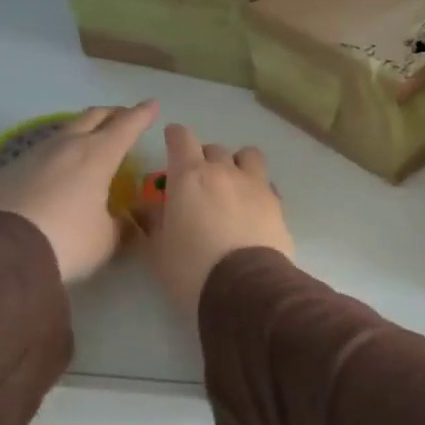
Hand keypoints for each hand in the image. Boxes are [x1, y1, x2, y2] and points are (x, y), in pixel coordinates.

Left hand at [0, 101, 157, 281]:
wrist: (1, 253)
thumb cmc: (67, 241)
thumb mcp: (106, 240)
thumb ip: (122, 227)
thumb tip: (130, 223)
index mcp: (97, 156)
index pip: (127, 125)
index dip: (142, 114)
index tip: (152, 104)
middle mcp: (66, 146)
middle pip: (92, 117)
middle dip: (111, 114)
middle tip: (122, 116)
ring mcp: (32, 155)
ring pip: (62, 132)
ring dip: (79, 132)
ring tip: (87, 142)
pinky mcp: (6, 172)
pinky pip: (35, 156)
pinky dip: (52, 158)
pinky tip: (51, 174)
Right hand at [147, 124, 294, 319]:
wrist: (245, 288)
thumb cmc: (190, 269)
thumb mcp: (157, 250)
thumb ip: (153, 222)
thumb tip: (147, 208)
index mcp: (190, 176)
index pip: (181, 138)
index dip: (175, 136)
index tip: (172, 140)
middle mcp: (224, 171)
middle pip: (214, 148)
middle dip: (204, 157)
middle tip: (197, 179)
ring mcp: (255, 184)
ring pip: (248, 155)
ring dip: (237, 163)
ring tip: (232, 184)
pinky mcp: (277, 203)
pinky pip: (266, 184)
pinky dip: (256, 189)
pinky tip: (252, 208)